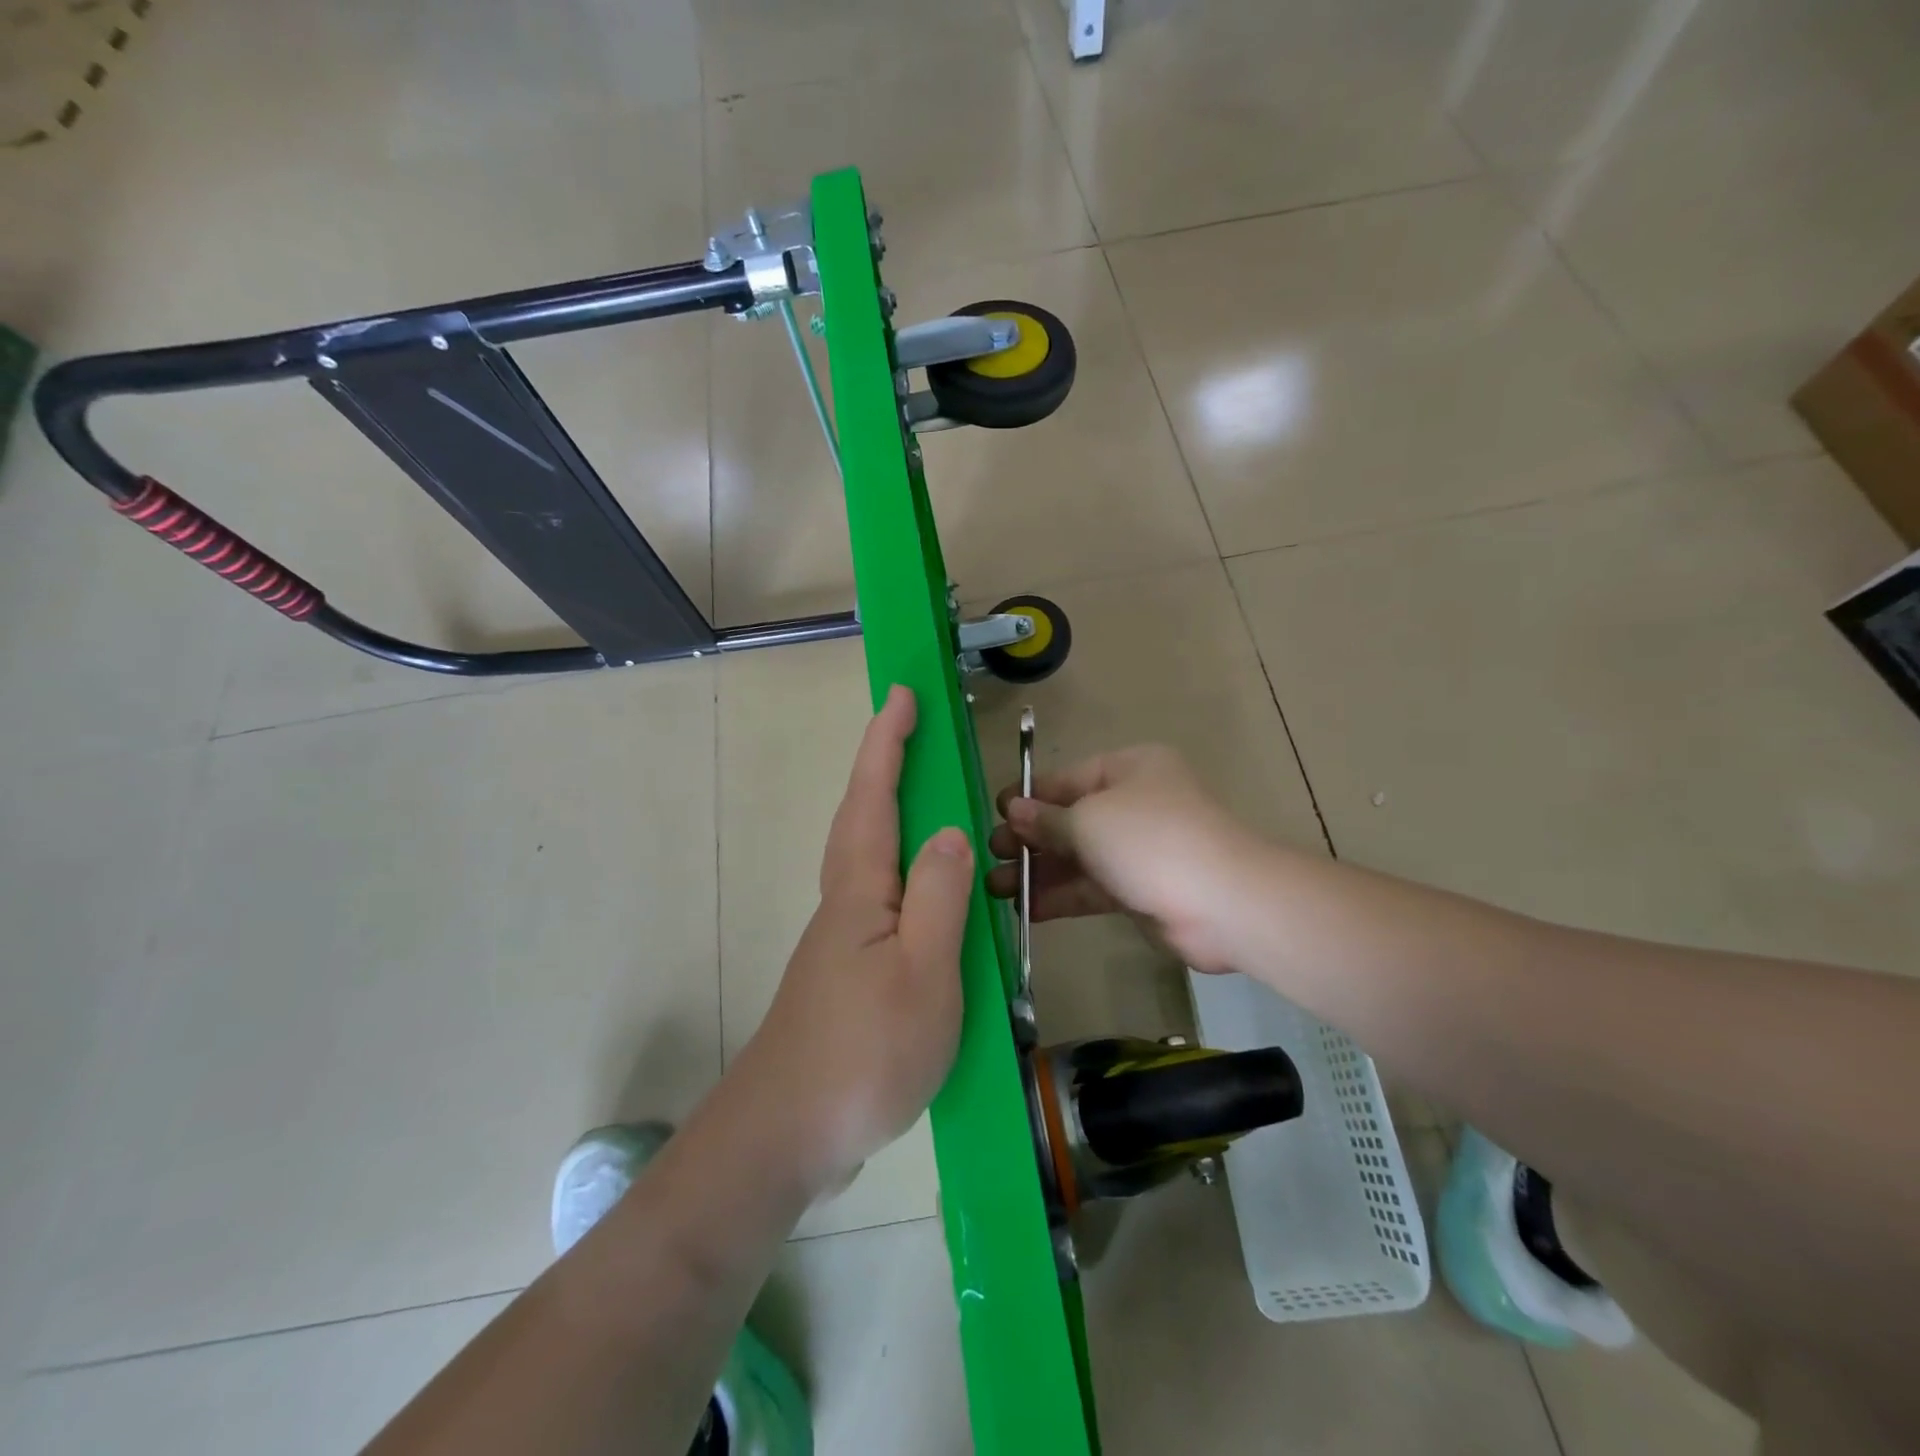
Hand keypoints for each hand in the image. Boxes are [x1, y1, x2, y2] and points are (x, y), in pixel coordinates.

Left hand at [733, 686, 974, 1192]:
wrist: (788, 1135)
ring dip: (889, 811)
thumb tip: (950, 830)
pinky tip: (922, 890)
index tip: (901, 694)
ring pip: (868, 856)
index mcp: (860, 890)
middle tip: (913, 731)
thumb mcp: (923, 972)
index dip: (887, 742)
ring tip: (926, 796)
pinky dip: (900, 867)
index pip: (874, 796)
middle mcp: (845, 902)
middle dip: (884, 765)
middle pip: (862, 816)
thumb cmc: (863, 1051)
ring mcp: (841, 939)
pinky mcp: (847, 971)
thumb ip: (939, 896)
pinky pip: (879, 896)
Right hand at [986, 744, 1258, 972]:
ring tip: (995, 888)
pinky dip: (1061, 896)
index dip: (1029, 796)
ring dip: (1038, 871)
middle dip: (1028, 838)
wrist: (1222, 903)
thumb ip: (1048, 819)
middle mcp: (1133, 804)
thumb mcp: (1089, 820)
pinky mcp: (1138, 889)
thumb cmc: (1150, 839)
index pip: (1067, 779)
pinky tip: (1026, 909)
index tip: (993, 813)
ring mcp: (1137, 849)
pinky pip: (1091, 887)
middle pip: (1069, 819)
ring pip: (1077, 857)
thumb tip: (1013, 810)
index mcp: (1128, 770)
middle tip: (990, 855)